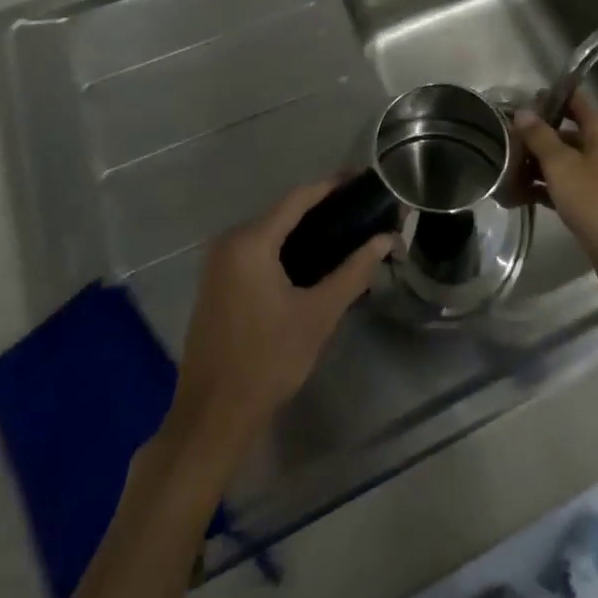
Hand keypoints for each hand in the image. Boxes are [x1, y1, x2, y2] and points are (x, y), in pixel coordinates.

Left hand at [166, 181, 392, 459]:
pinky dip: (284, 250)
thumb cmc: (268, 361)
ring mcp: (218, 264)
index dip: (331, 185)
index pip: (298, 198)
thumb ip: (353, 272)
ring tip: (344, 234)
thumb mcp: (318, 315)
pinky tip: (311, 262)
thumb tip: (385, 239)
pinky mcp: (216, 284)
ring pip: (269, 233)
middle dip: (322, 210)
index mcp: (250, 242)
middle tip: (360, 213)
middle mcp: (229, 242)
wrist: (212, 417)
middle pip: (283, 214)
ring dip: (303, 232)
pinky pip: (256, 251)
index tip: (362, 180)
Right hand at [513, 94, 597, 313]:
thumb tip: (522, 112)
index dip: (548, 98)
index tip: (516, 101)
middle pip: (564, 133)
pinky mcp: (592, 205)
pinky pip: (562, 188)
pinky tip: (515, 196)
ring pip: (561, 163)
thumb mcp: (562, 165)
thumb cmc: (597, 201)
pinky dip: (542, 189)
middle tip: (500, 140)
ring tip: (500, 170)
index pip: (574, 100)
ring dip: (534, 166)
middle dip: (533, 137)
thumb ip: (540, 137)